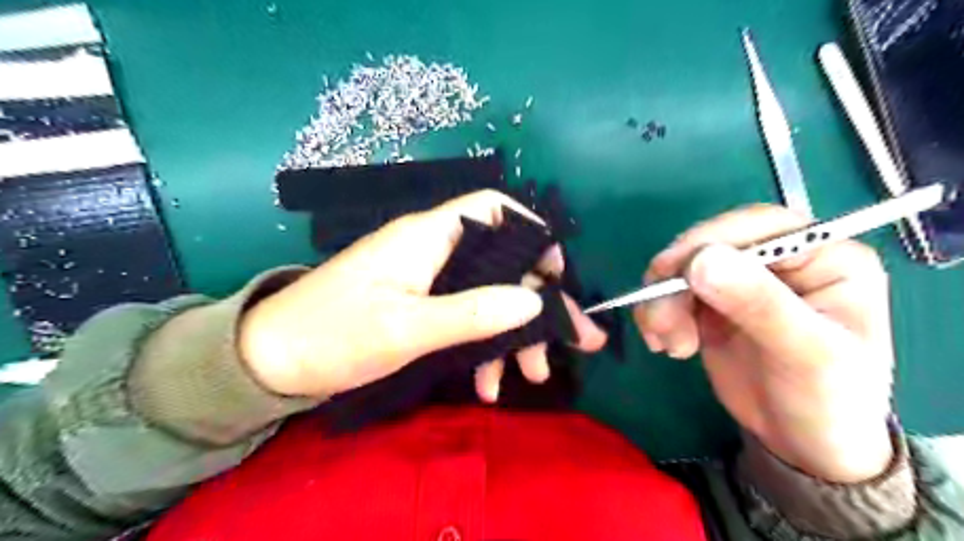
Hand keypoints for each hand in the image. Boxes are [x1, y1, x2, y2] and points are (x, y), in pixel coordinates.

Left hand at [239, 190, 598, 400]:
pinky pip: (465, 318)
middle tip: (567, 343)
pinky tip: (487, 385)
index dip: (531, 232)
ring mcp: (427, 280)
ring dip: (511, 335)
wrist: (271, 361)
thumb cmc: (333, 335)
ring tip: (528, 377)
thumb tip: (533, 301)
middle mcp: (433, 250)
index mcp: (428, 237)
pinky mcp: (420, 305)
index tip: (556, 273)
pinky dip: (481, 348)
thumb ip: (472, 312)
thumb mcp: (406, 328)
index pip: (493, 209)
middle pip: (501, 263)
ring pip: (487, 296)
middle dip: (535, 304)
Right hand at [633, 205, 894, 481]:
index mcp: (824, 257)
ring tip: (667, 344)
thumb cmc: (828, 401)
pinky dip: (658, 314)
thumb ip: (759, 304)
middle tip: (658, 319)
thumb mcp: (806, 354)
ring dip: (662, 302)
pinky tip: (665, 344)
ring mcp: (742, 282)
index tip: (670, 269)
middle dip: (676, 280)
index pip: (760, 225)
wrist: (803, 444)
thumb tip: (701, 261)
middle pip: (711, 245)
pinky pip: (671, 293)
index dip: (710, 239)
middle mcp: (780, 261)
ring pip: (683, 269)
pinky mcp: (711, 304)